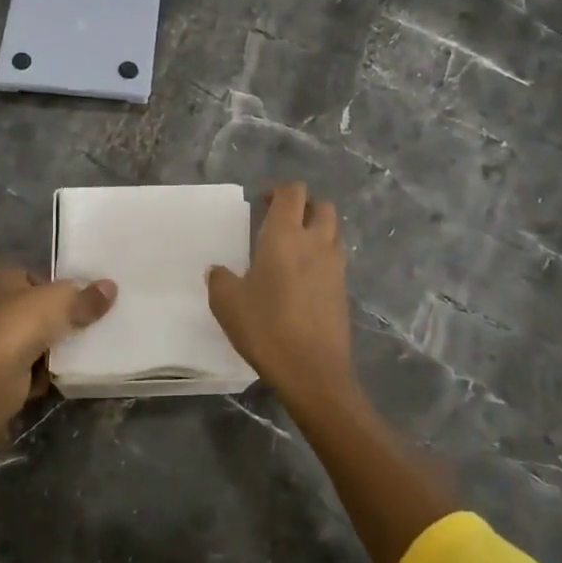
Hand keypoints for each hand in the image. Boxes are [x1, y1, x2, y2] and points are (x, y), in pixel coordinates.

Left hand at [0, 266, 116, 477]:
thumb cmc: (24, 324)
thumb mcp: (63, 302)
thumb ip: (87, 296)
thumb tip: (111, 288)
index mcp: (6, 279)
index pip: (33, 272)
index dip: (55, 280)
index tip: (80, 290)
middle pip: (37, 306)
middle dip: (60, 313)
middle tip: (90, 317)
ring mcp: (0, 338)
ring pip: (37, 335)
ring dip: (57, 342)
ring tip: (87, 342)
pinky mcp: (5, 367)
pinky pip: (35, 363)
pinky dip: (50, 367)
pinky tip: (71, 367)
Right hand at [207, 183, 353, 412]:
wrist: (313, 371)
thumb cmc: (266, 327)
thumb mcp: (227, 302)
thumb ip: (219, 279)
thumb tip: (218, 271)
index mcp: (285, 235)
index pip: (293, 193)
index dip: (278, 191)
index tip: (261, 203)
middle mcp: (315, 243)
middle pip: (322, 206)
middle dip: (304, 206)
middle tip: (281, 221)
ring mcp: (335, 267)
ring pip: (333, 231)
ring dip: (317, 229)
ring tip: (293, 248)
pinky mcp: (343, 290)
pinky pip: (335, 259)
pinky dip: (322, 256)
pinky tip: (302, 277)